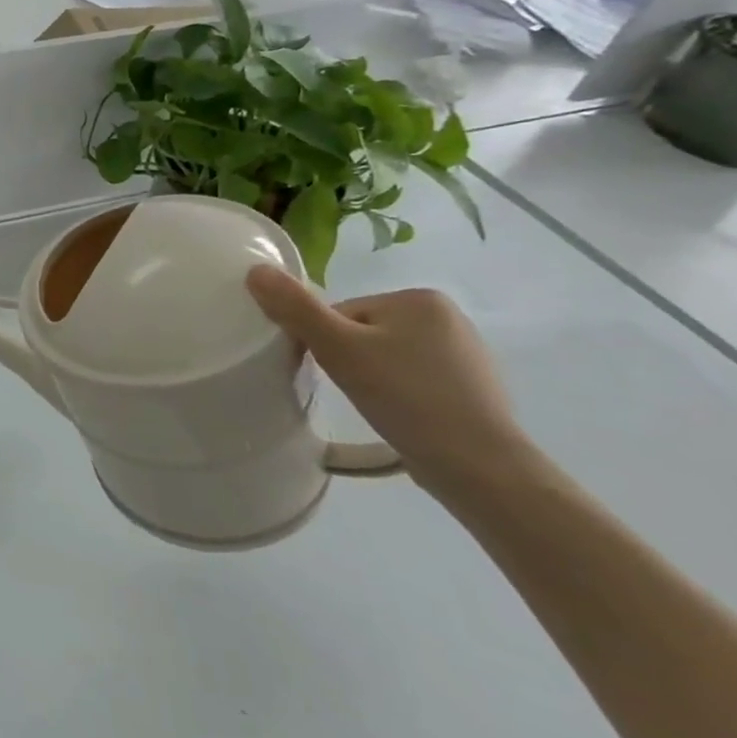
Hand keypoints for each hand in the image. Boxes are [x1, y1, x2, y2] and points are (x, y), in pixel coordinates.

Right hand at [245, 266, 543, 503]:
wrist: (480, 467)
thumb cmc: (406, 397)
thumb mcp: (338, 348)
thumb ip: (295, 308)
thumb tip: (255, 270)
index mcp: (419, 299)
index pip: (341, 313)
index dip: (324, 342)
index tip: (331, 371)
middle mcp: (448, 317)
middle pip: (362, 332)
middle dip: (349, 360)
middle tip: (354, 391)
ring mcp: (466, 354)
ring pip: (386, 357)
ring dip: (372, 378)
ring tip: (378, 406)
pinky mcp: (472, 388)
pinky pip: (413, 379)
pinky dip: (400, 395)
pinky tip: (402, 417)